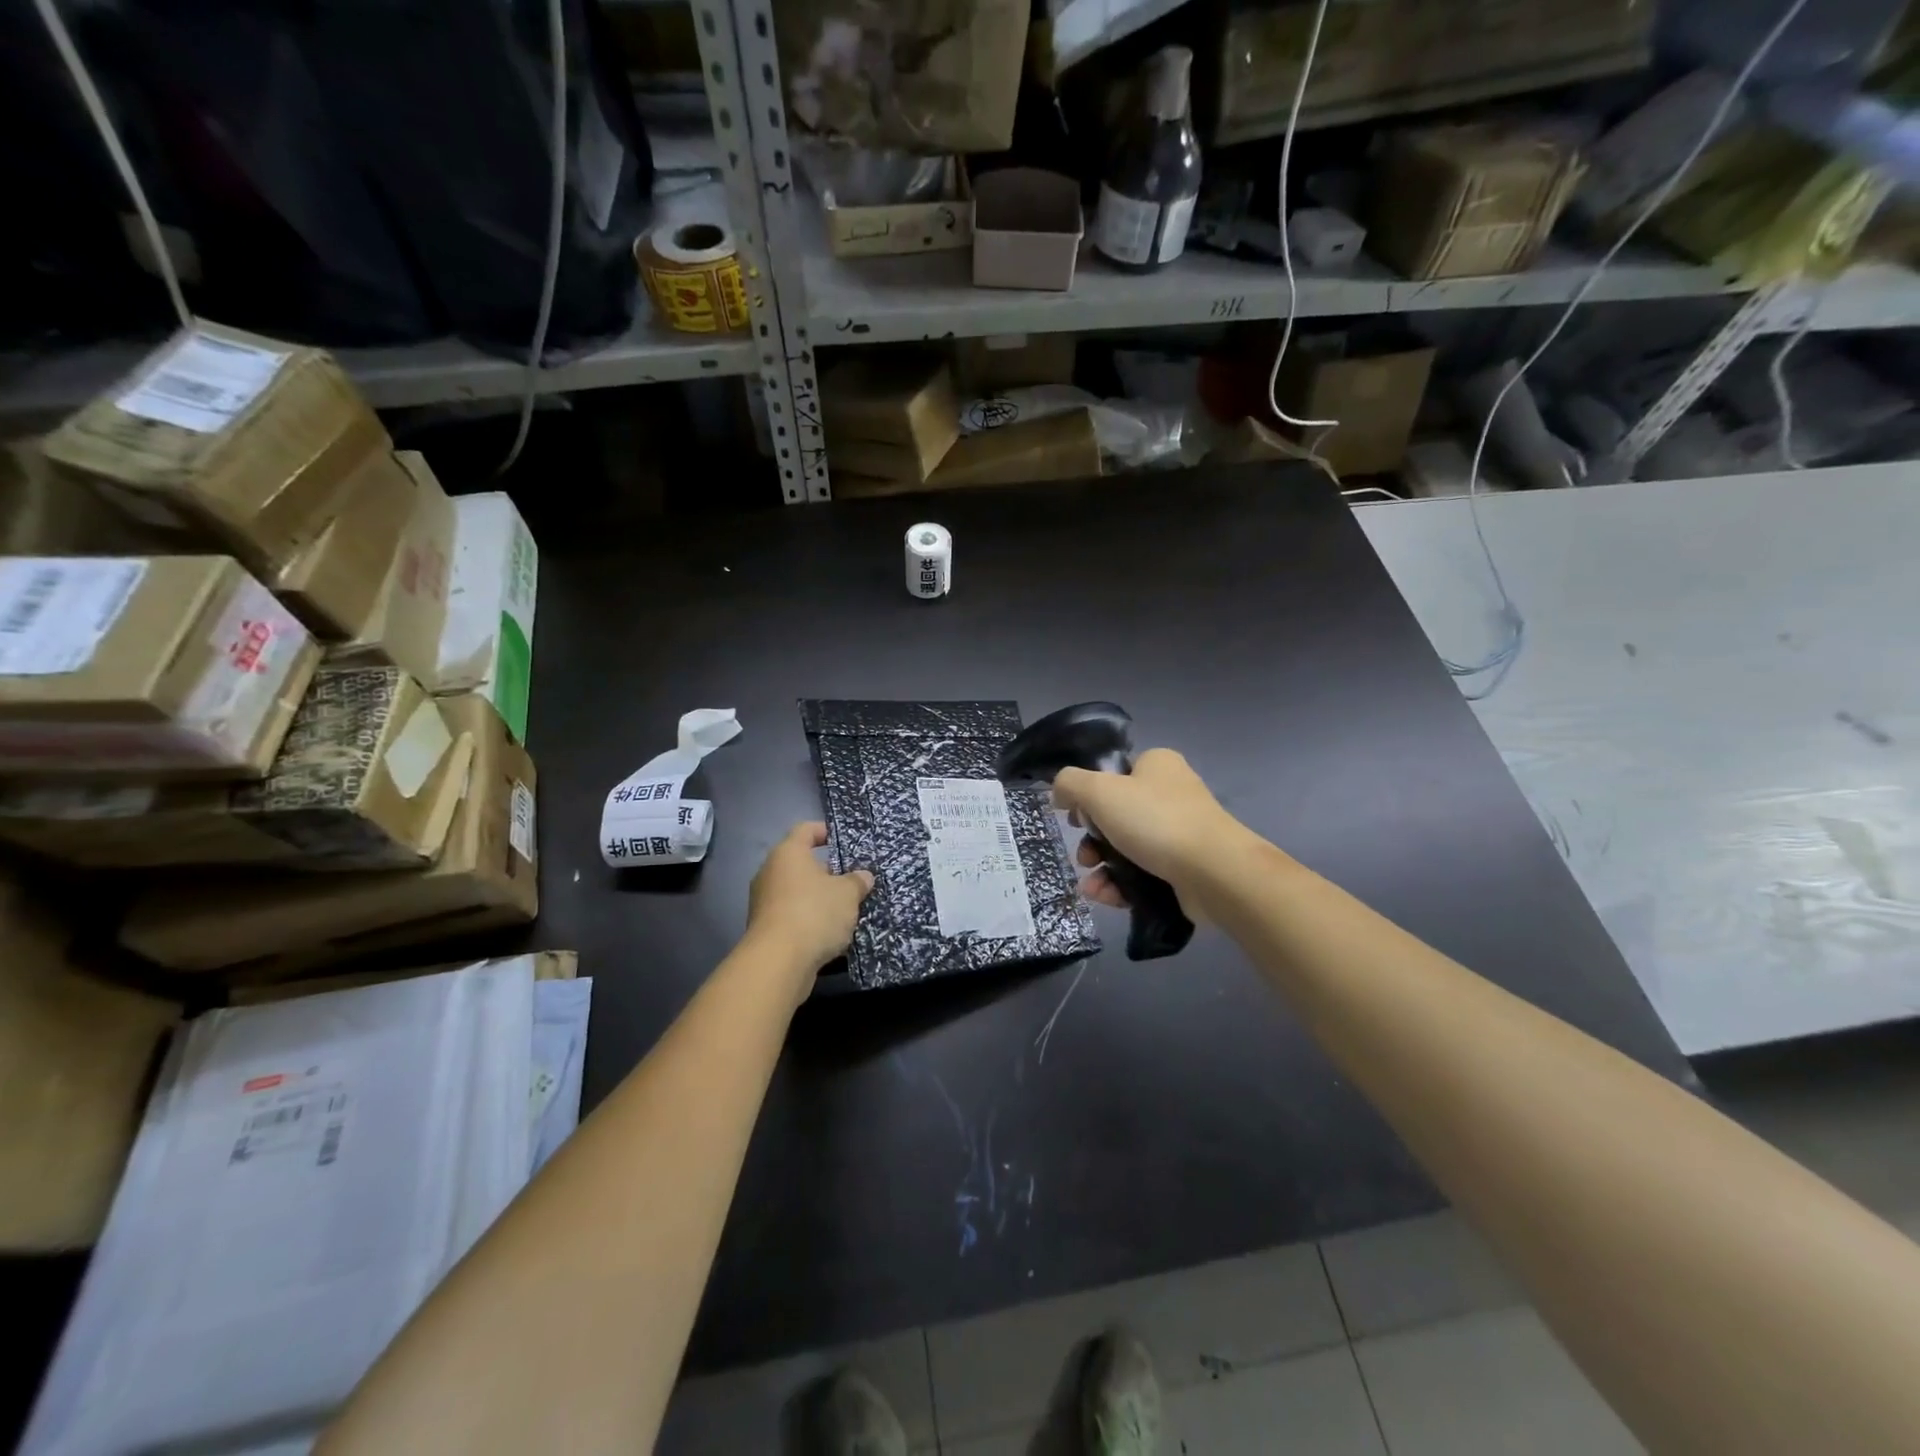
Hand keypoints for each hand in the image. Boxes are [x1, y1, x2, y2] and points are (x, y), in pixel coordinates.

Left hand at [745, 822, 873, 996]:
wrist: (778, 961)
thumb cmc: (814, 913)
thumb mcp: (848, 894)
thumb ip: (857, 881)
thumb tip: (863, 877)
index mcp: (788, 853)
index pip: (806, 830)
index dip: (825, 831)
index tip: (843, 840)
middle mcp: (770, 872)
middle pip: (801, 863)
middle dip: (827, 872)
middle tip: (851, 881)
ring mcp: (764, 902)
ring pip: (797, 891)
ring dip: (818, 898)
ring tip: (845, 910)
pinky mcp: (764, 929)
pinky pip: (791, 915)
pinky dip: (808, 919)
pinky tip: (829, 933)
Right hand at [1052, 749, 1241, 915]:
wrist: (1214, 872)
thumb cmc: (1155, 821)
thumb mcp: (1099, 791)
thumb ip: (1069, 784)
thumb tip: (1059, 793)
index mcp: (1156, 765)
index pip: (1112, 775)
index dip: (1087, 796)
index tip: (1074, 818)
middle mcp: (1171, 793)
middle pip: (1115, 815)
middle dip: (1091, 840)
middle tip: (1084, 856)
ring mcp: (1180, 832)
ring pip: (1126, 848)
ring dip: (1101, 867)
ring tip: (1092, 885)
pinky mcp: (1185, 868)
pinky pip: (1143, 873)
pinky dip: (1121, 885)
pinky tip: (1106, 897)